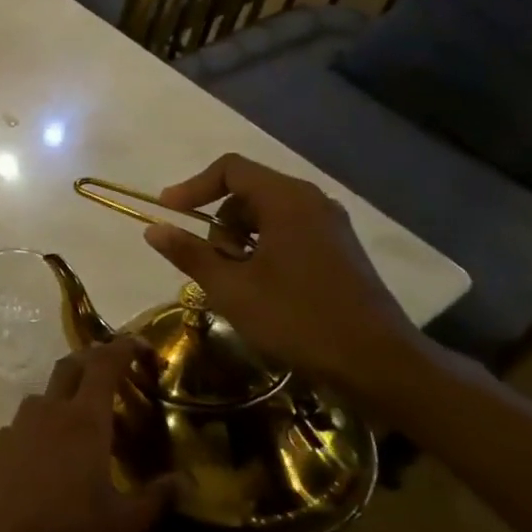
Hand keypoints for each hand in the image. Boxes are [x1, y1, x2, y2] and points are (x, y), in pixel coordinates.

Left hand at [0, 338, 172, 531]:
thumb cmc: (65, 530)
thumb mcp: (121, 524)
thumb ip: (155, 499)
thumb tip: (183, 482)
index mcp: (84, 420)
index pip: (105, 364)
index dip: (123, 347)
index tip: (140, 344)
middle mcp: (49, 410)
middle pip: (70, 365)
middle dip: (93, 359)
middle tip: (114, 373)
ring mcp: (18, 424)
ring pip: (45, 395)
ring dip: (66, 397)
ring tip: (84, 427)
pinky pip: (25, 424)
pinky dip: (43, 429)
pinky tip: (48, 460)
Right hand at [141, 153, 424, 392]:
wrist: (377, 362)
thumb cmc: (297, 318)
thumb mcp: (230, 288)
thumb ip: (189, 253)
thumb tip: (154, 228)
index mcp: (287, 200)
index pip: (230, 169)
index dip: (192, 187)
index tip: (169, 213)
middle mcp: (312, 202)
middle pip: (247, 191)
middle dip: (218, 222)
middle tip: (211, 263)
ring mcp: (330, 225)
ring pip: (266, 214)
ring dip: (239, 238)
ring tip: (234, 280)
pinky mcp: (339, 249)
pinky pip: (288, 231)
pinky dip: (262, 248)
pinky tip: (260, 287)